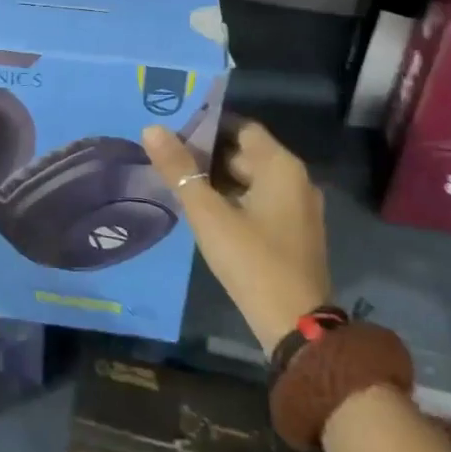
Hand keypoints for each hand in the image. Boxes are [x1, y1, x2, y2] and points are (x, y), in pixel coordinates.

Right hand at [141, 120, 332, 353]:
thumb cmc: (252, 261)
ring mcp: (299, 208)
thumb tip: (151, 129)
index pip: (240, 127)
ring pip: (251, 179)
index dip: (207, 125)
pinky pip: (260, 201)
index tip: (173, 129)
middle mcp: (296, 179)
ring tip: (178, 180)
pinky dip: (233, 199)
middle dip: (207, 154)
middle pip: (246, 152)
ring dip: (218, 178)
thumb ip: (179, 170)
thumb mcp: (208, 214)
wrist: (296, 326)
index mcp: (281, 166)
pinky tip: (204, 210)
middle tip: (168, 157)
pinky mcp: (294, 232)